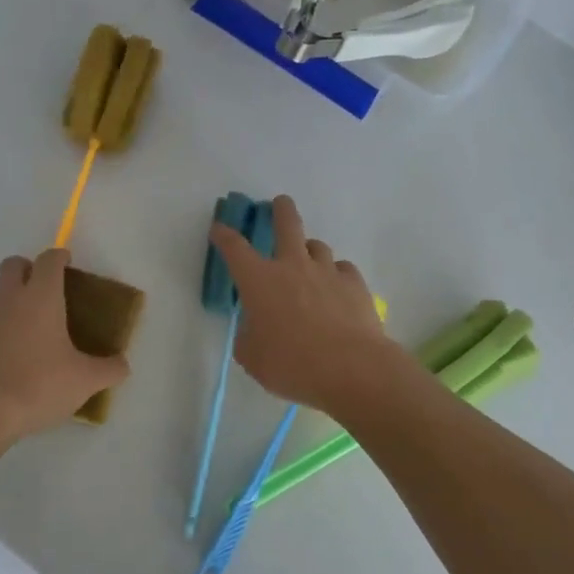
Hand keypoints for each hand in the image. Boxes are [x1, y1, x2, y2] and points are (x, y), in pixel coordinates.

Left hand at [0, 249, 128, 445]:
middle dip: (27, 268)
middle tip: (43, 288)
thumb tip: (122, 365)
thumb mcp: (86, 381)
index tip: (67, 262)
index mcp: (41, 298)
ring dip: (4, 297)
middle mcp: (9, 300)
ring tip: (21, 320)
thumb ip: (110, 369)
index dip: (59, 256)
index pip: (49, 261)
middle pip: (12, 265)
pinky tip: (5, 350)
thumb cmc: (40, 385)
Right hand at [209, 196, 407, 417]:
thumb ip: (249, 338)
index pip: (235, 248)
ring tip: (308, 262)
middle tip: (280, 204)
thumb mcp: (253, 358)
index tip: (219, 228)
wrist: (351, 368)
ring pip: (318, 246)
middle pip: (287, 224)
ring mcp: (327, 272)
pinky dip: (336, 275)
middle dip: (281, 210)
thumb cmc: (292, 364)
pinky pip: (342, 270)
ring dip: (309, 250)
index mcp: (259, 281)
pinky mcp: (355, 284)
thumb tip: (255, 330)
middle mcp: (293, 266)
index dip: (224, 235)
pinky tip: (336, 289)